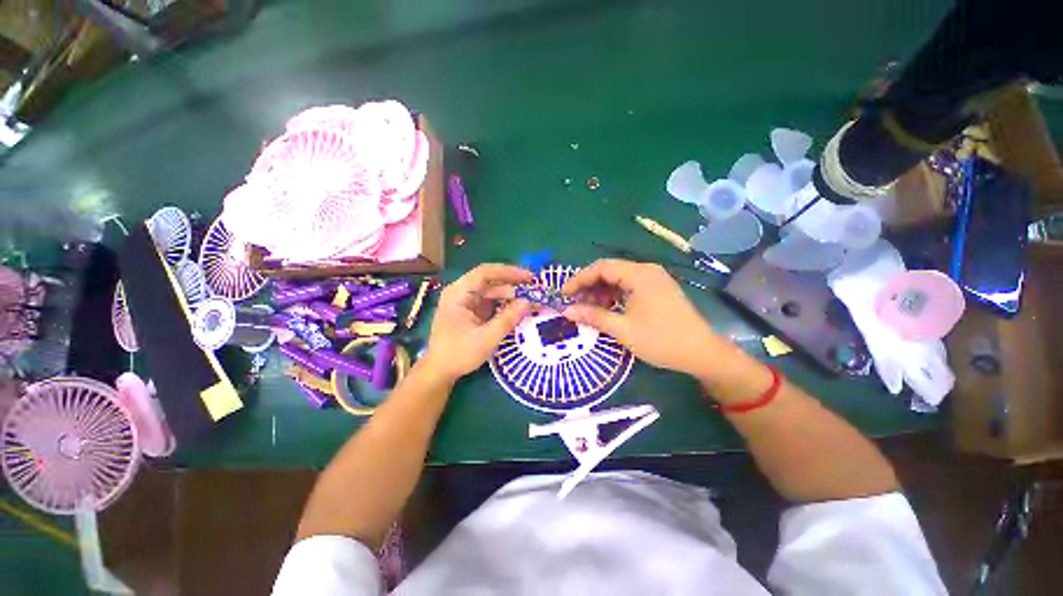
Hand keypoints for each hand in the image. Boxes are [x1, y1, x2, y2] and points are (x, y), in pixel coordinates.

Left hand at [422, 264, 533, 382]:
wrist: (440, 371)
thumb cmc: (458, 354)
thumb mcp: (486, 338)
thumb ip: (508, 319)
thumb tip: (528, 302)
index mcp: (458, 293)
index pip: (484, 273)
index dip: (508, 272)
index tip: (529, 277)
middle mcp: (461, 292)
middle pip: (490, 281)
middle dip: (513, 285)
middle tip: (535, 290)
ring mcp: (466, 301)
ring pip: (492, 291)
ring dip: (511, 295)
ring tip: (531, 300)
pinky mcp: (472, 311)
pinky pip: (491, 302)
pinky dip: (505, 304)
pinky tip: (519, 308)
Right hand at [561, 259, 719, 376]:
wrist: (702, 353)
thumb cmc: (662, 340)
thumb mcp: (623, 330)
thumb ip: (593, 317)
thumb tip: (567, 311)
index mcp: (640, 275)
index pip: (601, 267)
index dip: (579, 279)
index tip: (563, 294)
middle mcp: (646, 271)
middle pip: (609, 271)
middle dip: (589, 286)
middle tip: (574, 303)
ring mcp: (653, 280)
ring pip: (618, 279)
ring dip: (600, 292)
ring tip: (587, 309)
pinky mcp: (657, 290)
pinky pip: (629, 287)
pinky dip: (614, 296)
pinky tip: (606, 309)